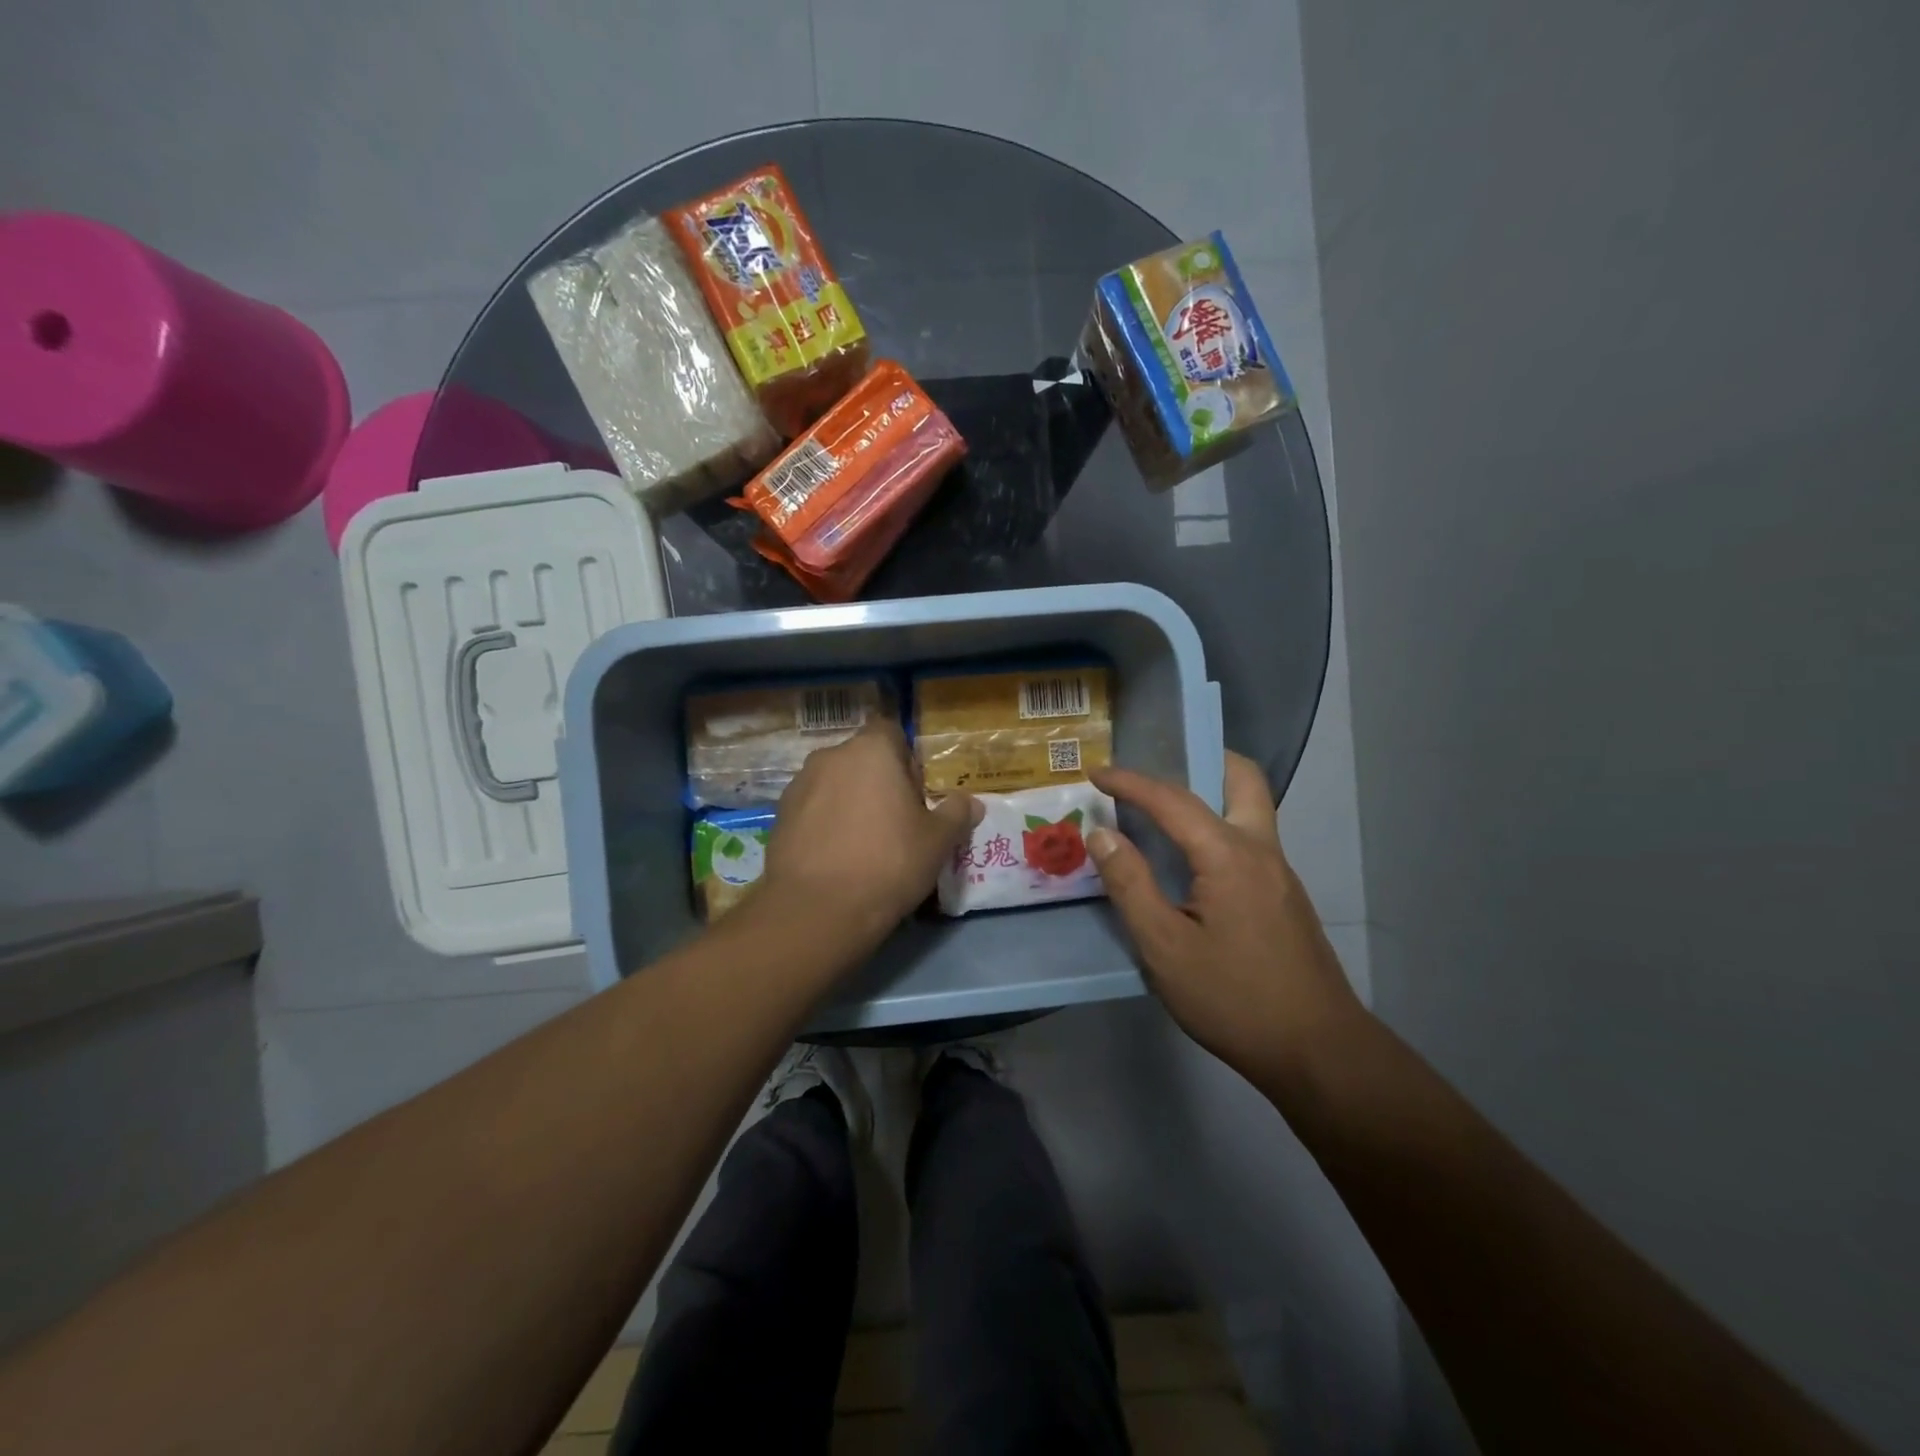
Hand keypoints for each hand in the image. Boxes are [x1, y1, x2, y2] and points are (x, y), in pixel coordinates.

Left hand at [761, 718, 980, 943]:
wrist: (816, 910)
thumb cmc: (888, 862)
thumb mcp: (937, 842)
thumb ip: (956, 814)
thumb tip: (972, 803)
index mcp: (872, 750)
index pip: (891, 731)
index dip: (906, 759)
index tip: (915, 793)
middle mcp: (831, 756)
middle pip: (862, 758)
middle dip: (878, 782)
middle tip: (895, 822)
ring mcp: (799, 784)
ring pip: (835, 784)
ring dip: (849, 801)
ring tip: (864, 843)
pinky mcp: (779, 815)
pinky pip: (812, 809)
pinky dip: (825, 823)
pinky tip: (836, 857)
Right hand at [1088, 753, 1364, 1083]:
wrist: (1318, 1051)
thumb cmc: (1233, 998)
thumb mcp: (1164, 947)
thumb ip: (1130, 884)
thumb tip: (1101, 833)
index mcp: (1228, 855)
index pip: (1173, 800)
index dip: (1130, 782)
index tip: (1095, 772)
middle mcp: (1261, 850)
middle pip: (1242, 778)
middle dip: (1201, 759)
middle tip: (1158, 769)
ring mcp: (1280, 873)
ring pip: (1250, 808)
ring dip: (1210, 794)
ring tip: (1165, 811)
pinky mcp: (1285, 898)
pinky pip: (1250, 839)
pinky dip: (1218, 827)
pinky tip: (1193, 862)